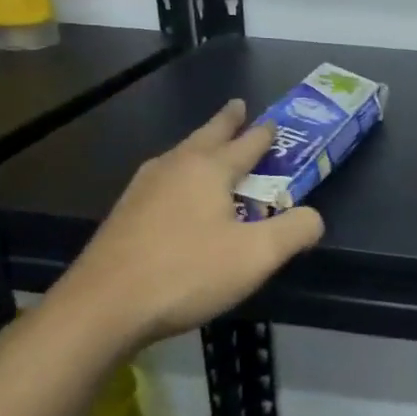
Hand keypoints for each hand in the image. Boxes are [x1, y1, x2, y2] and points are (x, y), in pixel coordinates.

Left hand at [41, 99, 323, 358]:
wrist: (103, 307)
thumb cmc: (187, 273)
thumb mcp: (258, 256)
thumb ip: (295, 231)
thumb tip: (313, 217)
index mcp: (208, 169)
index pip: (246, 143)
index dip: (265, 133)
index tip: (275, 122)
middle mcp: (174, 168)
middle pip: (206, 136)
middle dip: (226, 122)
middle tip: (238, 107)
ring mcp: (143, 189)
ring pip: (180, 156)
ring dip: (200, 147)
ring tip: (210, 148)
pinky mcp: (125, 215)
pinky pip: (163, 180)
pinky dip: (181, 174)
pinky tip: (178, 193)